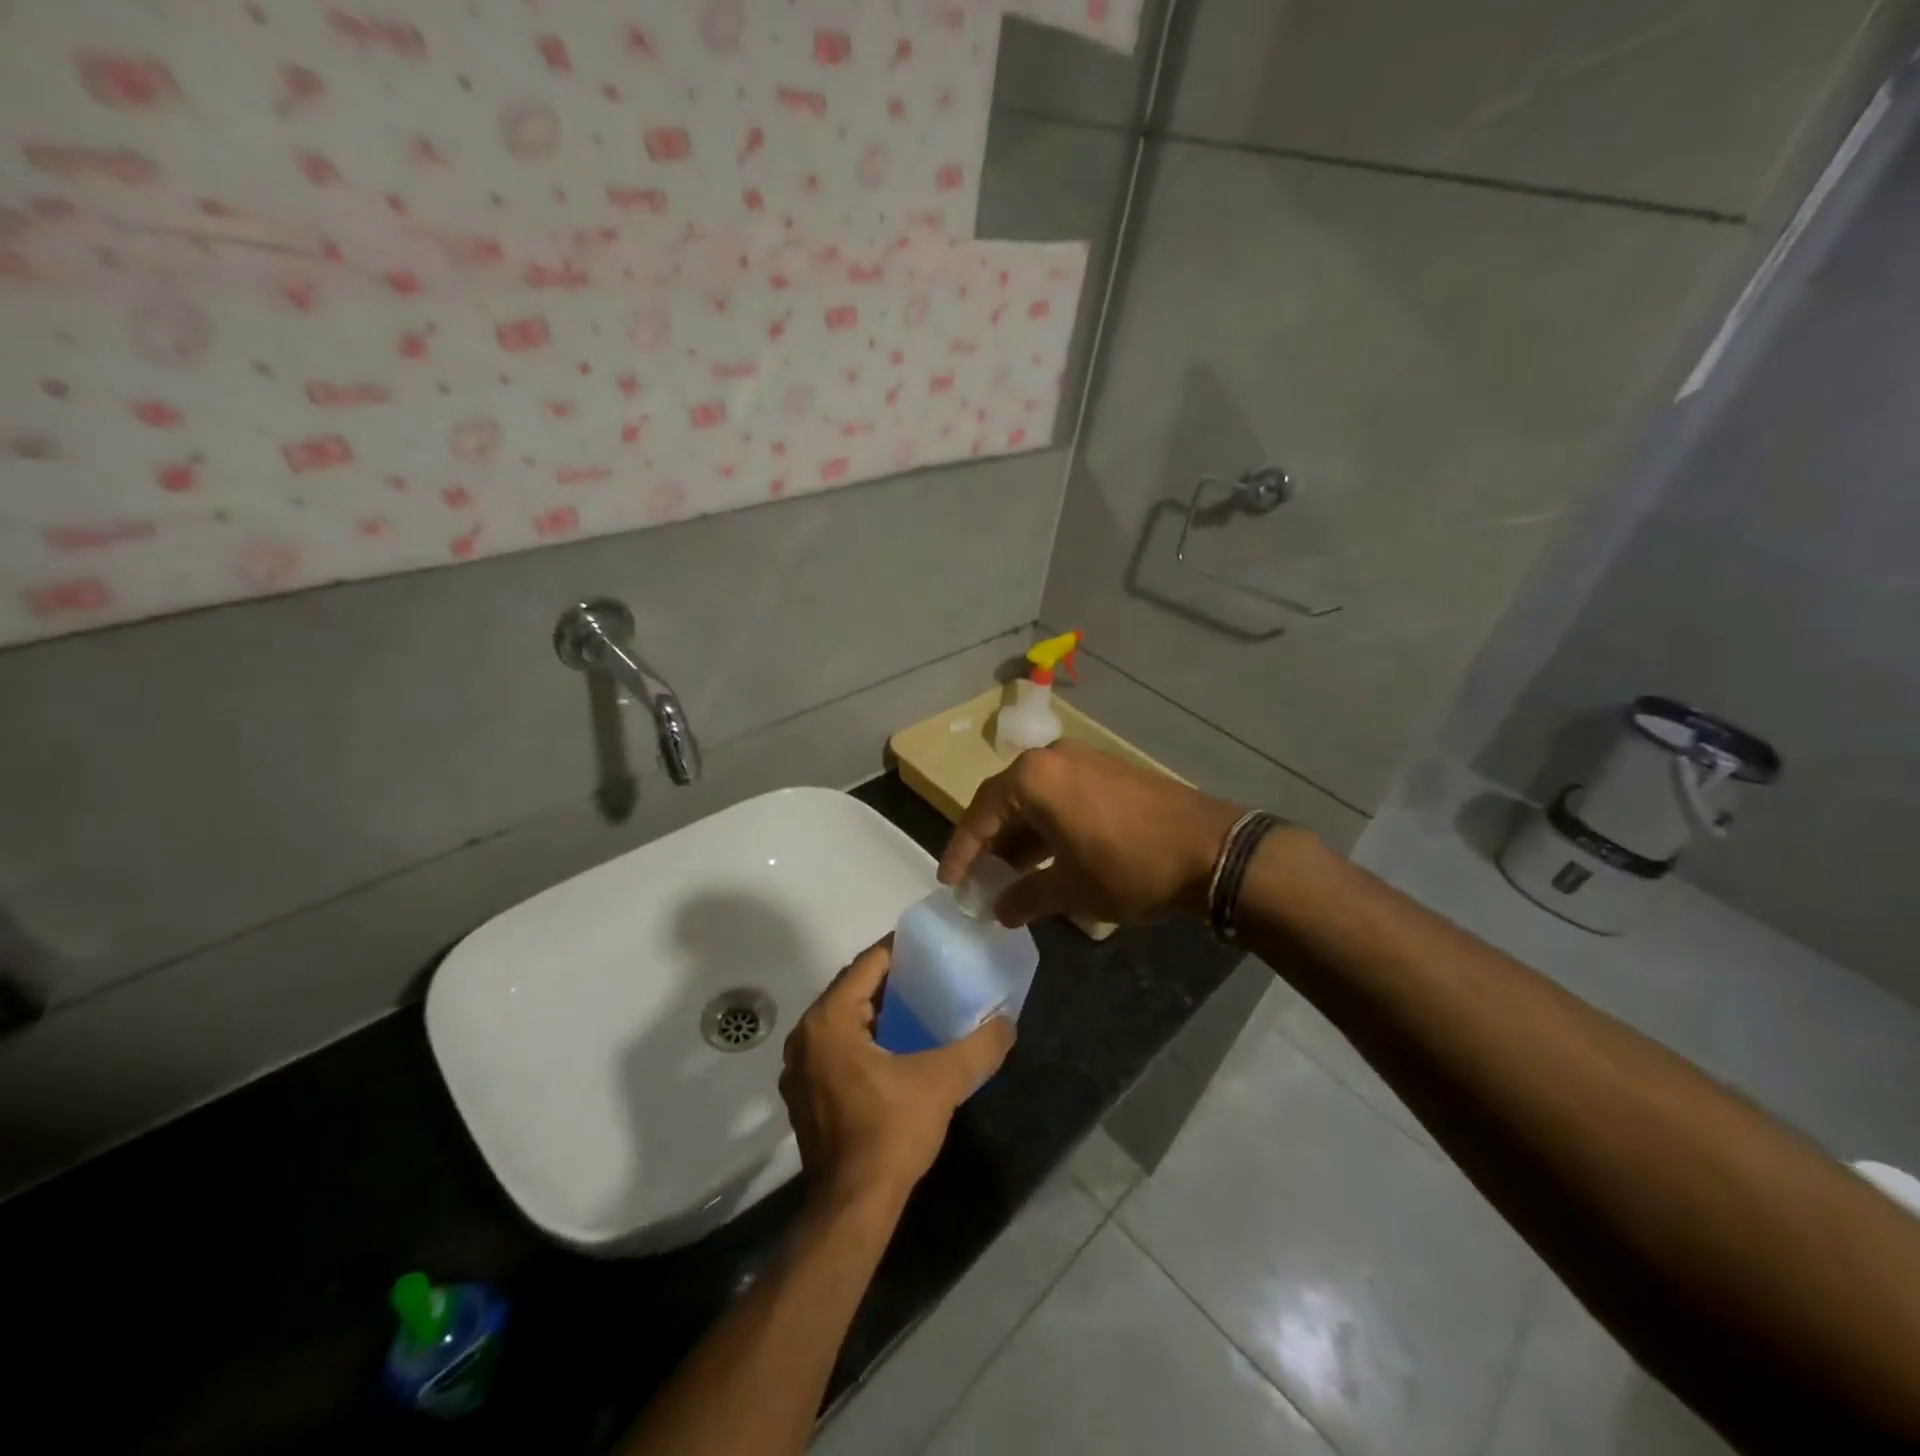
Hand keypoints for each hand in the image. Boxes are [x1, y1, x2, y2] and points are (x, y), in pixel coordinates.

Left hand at [780, 938, 1014, 1211]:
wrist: (852, 1208)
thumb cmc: (890, 1132)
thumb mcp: (942, 1082)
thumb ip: (979, 1047)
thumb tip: (1009, 1023)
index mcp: (829, 1020)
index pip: (867, 964)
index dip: (900, 950)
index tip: (932, 946)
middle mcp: (806, 1036)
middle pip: (852, 988)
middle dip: (890, 980)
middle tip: (931, 974)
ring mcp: (799, 1067)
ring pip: (842, 1019)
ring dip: (876, 1009)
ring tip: (918, 1006)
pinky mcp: (804, 1093)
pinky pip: (835, 1046)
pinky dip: (862, 1037)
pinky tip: (894, 1048)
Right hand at [939, 740, 1244, 927]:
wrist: (1211, 849)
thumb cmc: (1128, 867)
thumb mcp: (1070, 889)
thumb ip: (1026, 897)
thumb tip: (1000, 910)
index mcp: (1033, 778)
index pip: (980, 814)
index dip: (962, 851)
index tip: (950, 882)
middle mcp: (1053, 759)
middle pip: (1006, 801)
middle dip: (991, 844)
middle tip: (979, 880)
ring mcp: (1085, 761)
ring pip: (1036, 799)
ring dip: (1021, 837)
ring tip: (1011, 876)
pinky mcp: (1109, 772)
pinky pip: (1063, 796)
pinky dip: (1049, 827)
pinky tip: (1049, 859)